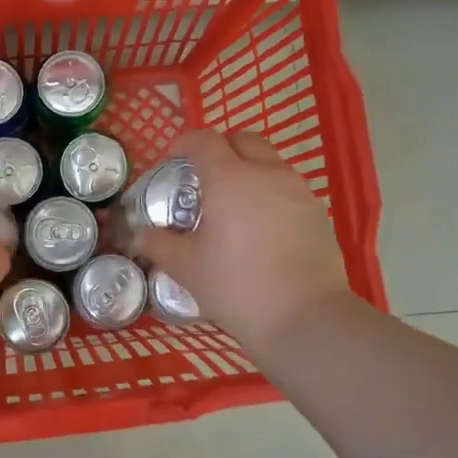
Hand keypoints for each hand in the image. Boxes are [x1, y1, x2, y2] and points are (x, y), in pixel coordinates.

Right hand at [137, 129, 355, 359]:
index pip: (203, 140)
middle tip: (204, 175)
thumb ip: (159, 244)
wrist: (304, 318)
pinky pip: (288, 187)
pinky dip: (270, 193)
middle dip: (221, 148)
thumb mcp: (187, 268)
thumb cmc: (237, 287)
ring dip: (248, 169)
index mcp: (229, 179)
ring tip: (233, 203)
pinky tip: (261, 227)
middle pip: (243, 140)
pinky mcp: (318, 213)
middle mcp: (267, 173)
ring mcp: (298, 191)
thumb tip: (140, 234)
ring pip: (270, 162)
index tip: (172, 157)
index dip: (184, 142)